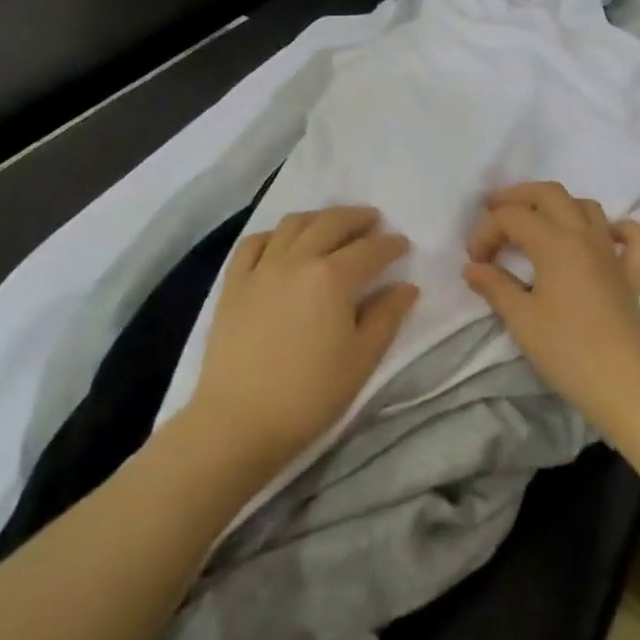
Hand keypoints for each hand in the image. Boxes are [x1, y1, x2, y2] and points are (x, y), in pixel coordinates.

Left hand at [187, 207, 417, 471]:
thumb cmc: (310, 394)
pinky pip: (253, 243)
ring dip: (318, 218)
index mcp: (333, 278)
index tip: (403, 245)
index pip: (370, 250)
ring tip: (332, 224)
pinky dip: (274, 234)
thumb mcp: (362, 359)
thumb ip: (387, 316)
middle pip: (331, 224)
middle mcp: (297, 260)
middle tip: (373, 220)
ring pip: (292, 225)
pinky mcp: (233, 284)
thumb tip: (406, 287)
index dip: (391, 245)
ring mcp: (261, 269)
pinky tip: (283, 242)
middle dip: (357, 218)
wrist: (239, 421)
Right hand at [462, 182, 639, 440]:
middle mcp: (585, 236)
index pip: (512, 218)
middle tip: (494, 212)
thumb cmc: (566, 350)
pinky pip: (633, 239)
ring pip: (587, 207)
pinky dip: (619, 229)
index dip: (486, 232)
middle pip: (550, 194)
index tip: (474, 262)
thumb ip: (495, 287)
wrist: (623, 383)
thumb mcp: (521, 319)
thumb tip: (472, 268)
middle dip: (518, 197)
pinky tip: (603, 238)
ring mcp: (612, 253)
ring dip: (558, 206)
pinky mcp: (632, 274)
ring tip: (536, 224)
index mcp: (555, 242)